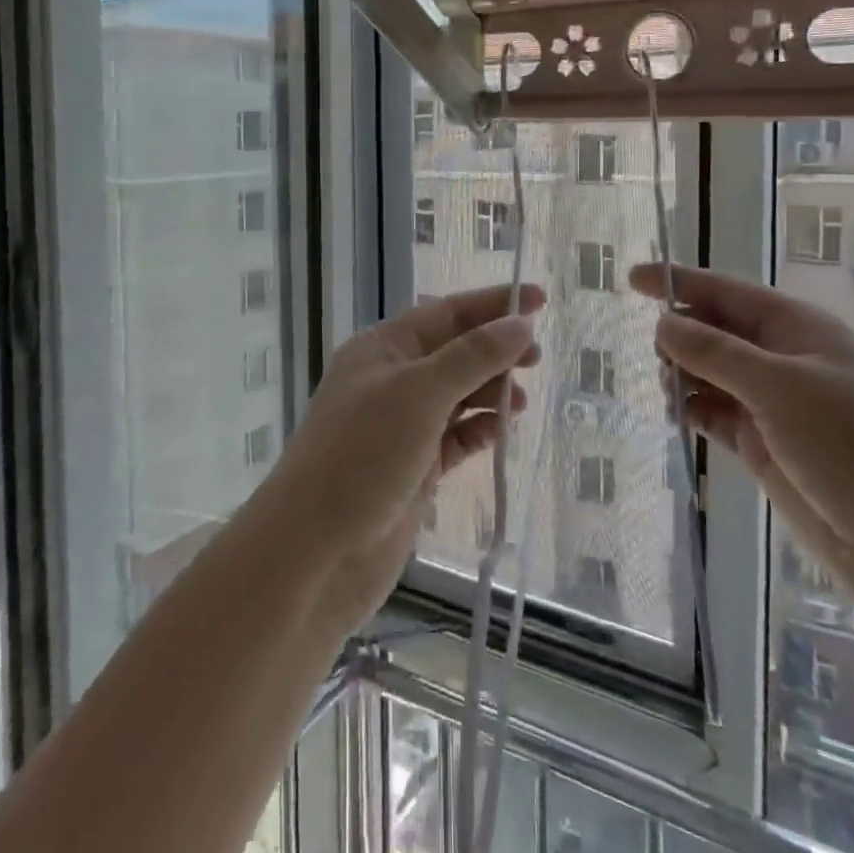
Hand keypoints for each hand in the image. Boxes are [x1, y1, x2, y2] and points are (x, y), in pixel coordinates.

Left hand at [260, 283, 545, 625]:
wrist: (314, 553)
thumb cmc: (362, 456)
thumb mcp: (418, 394)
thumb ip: (473, 357)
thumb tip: (521, 324)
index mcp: (382, 349)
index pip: (445, 313)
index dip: (492, 304)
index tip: (539, 299)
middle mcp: (391, 381)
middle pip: (454, 351)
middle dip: (495, 349)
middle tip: (537, 359)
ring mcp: (402, 427)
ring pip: (457, 395)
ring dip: (490, 391)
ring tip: (521, 402)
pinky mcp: (414, 469)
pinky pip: (456, 437)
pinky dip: (479, 430)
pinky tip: (501, 431)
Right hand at [632, 264, 853, 638]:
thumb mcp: (781, 389)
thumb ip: (715, 353)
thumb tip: (662, 323)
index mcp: (797, 329)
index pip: (726, 291)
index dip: (678, 282)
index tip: (630, 279)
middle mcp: (782, 359)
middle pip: (713, 330)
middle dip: (680, 336)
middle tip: (660, 362)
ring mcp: (771, 403)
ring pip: (707, 372)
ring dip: (682, 376)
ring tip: (670, 396)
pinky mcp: (761, 443)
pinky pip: (712, 412)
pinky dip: (691, 410)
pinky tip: (678, 418)